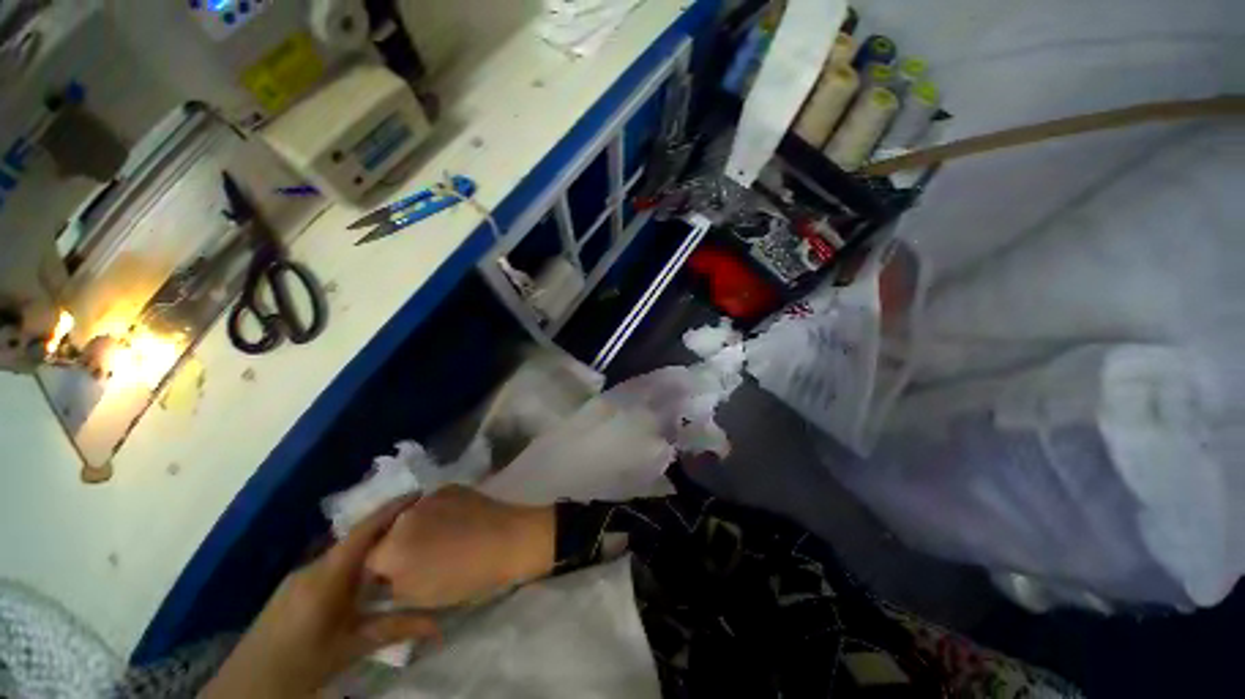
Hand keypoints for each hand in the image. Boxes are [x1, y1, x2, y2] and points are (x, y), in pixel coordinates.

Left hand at [201, 497, 438, 698]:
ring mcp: (300, 576)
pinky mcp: (293, 588)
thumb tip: (440, 626)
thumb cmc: (304, 661)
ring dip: (370, 543)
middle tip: (419, 520)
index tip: (420, 494)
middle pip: (355, 537)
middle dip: (386, 525)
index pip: (364, 530)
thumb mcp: (352, 647)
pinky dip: (354, 560)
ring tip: (399, 543)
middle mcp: (313, 567)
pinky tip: (366, 574)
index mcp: (328, 574)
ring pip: (343, 551)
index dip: (392, 509)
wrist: (250, 683)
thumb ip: (395, 628)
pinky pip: (332, 563)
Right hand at [367, 486, 554, 609]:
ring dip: (414, 529)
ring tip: (439, 539)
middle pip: (386, 535)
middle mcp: (403, 516)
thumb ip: (392, 586)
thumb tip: (386, 576)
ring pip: (409, 517)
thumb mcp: (420, 596)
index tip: (394, 579)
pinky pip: (432, 504)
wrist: (512, 540)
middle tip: (417, 559)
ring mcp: (429, 497)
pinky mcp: (451, 487)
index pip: (367, 563)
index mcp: (390, 548)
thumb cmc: (467, 577)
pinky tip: (455, 523)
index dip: (379, 573)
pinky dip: (435, 514)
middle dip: (395, 548)